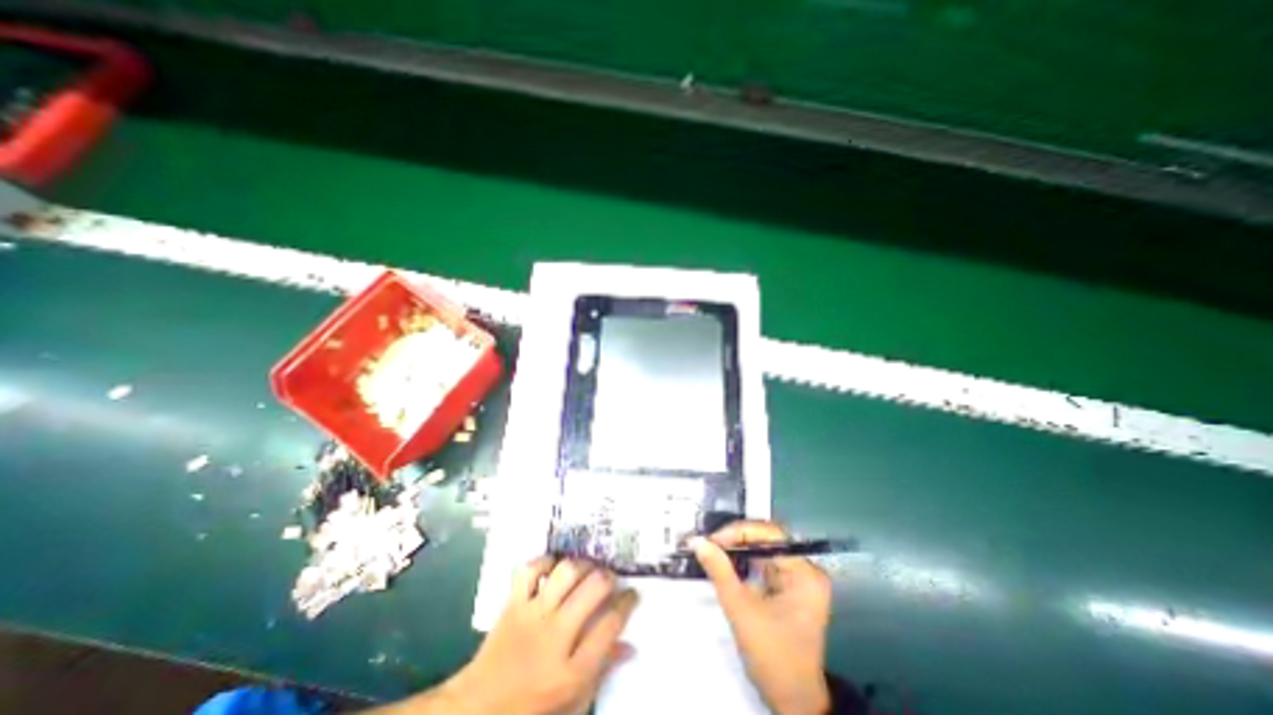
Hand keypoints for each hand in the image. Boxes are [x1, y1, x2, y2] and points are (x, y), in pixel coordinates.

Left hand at [442, 557, 637, 714]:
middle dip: (608, 578)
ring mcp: (532, 615)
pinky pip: (530, 570)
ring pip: (566, 573)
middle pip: (593, 589)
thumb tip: (630, 646)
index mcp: (572, 670)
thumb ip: (602, 669)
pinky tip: (554, 566)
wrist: (476, 709)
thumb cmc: (530, 708)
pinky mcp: (513, 604)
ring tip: (588, 569)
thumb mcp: (572, 700)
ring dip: (582, 565)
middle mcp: (555, 636)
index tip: (633, 593)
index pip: (610, 625)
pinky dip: (545, 561)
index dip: (627, 604)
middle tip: (611, 579)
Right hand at [695, 520, 836, 714]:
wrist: (792, 703)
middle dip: (736, 539)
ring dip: (738, 549)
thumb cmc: (772, 656)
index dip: (739, 532)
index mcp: (805, 573)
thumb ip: (719, 571)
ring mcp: (799, 578)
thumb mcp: (741, 610)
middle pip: (768, 539)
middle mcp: (806, 569)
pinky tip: (725, 562)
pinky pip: (764, 563)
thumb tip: (697, 541)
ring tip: (713, 548)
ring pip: (763, 549)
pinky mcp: (789, 587)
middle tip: (709, 543)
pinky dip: (744, 561)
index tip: (712, 540)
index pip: (771, 535)